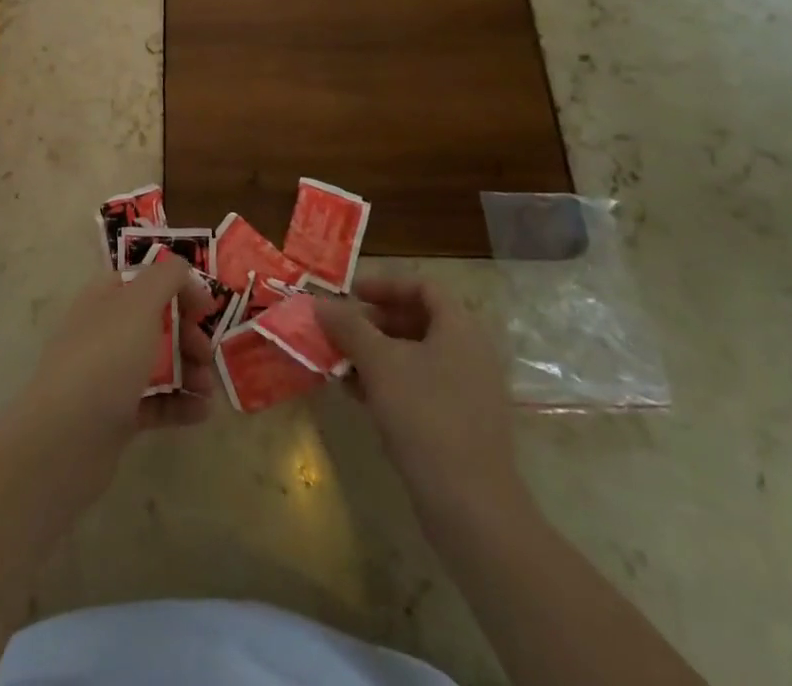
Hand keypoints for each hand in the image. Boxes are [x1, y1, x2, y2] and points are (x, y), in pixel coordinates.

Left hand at [18, 255, 216, 454]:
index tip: (207, 308)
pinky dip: (180, 404)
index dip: (178, 288)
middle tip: (206, 353)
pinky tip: (202, 412)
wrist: (66, 438)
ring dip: (190, 371)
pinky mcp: (115, 416)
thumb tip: (181, 268)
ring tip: (207, 389)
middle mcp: (105, 331)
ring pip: (158, 364)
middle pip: (156, 323)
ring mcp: (108, 375)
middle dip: (188, 335)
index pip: (146, 281)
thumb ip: (165, 277)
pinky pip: (155, 402)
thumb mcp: (140, 303)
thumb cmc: (106, 358)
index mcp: (105, 298)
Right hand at [314, 278, 528, 523]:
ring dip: (377, 354)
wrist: (471, 507)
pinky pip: (423, 387)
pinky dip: (391, 382)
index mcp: (460, 328)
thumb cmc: (425, 416)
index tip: (351, 295)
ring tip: (341, 363)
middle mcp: (471, 353)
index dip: (385, 284)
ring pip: (417, 356)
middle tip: (340, 330)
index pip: (423, 286)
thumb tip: (320, 303)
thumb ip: (348, 327)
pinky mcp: (462, 425)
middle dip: (374, 322)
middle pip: (419, 320)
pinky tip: (359, 396)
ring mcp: (470, 391)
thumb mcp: (379, 363)